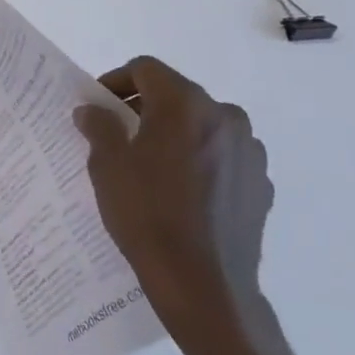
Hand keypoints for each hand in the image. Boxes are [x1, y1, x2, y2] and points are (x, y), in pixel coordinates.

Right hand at [73, 56, 273, 354]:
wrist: (203, 284)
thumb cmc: (147, 215)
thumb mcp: (107, 166)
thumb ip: (99, 127)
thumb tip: (92, 110)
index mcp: (185, 104)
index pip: (145, 69)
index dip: (116, 81)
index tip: (98, 107)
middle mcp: (225, 116)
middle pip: (176, 95)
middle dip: (145, 107)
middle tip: (118, 134)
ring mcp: (250, 151)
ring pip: (202, 125)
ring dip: (174, 133)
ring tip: (151, 165)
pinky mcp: (261, 183)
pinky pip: (223, 156)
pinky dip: (199, 160)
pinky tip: (181, 192)